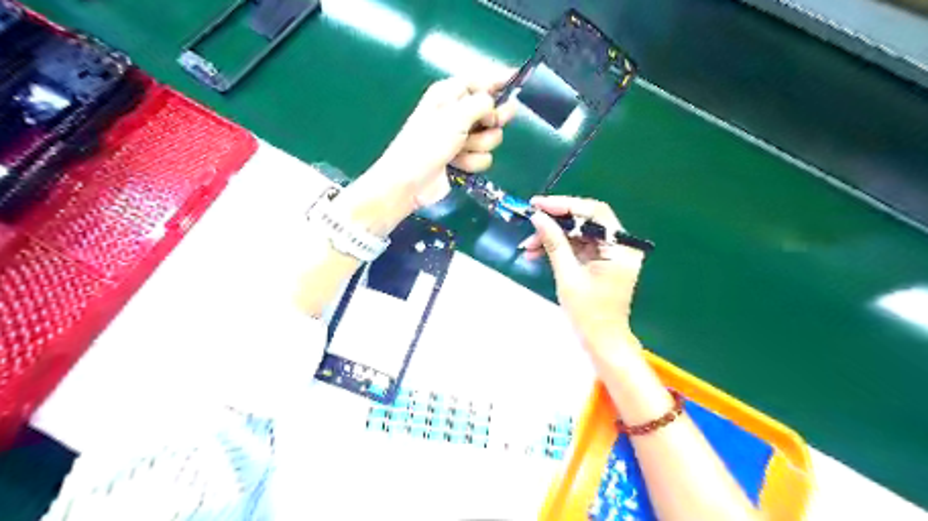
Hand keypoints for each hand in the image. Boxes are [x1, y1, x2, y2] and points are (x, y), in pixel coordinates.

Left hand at [361, 73, 519, 210]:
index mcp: (450, 94)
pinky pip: (484, 157)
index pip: (481, 80)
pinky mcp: (464, 158)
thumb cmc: (427, 144)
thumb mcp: (455, 116)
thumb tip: (495, 105)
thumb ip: (481, 104)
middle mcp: (457, 112)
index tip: (519, 79)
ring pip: (491, 137)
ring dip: (479, 146)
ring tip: (460, 150)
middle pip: (493, 110)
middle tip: (488, 124)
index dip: (500, 80)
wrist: (409, 183)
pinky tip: (457, 165)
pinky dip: (473, 162)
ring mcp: (461, 137)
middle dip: (492, 120)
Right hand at [521, 198, 645, 347]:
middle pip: (585, 221)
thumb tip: (537, 217)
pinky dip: (558, 248)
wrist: (601, 342)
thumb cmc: (588, 314)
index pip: (594, 213)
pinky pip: (578, 247)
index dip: (565, 205)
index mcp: (620, 248)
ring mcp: (610, 254)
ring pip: (578, 234)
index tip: (538, 205)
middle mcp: (619, 246)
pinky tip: (537, 253)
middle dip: (555, 222)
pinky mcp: (600, 262)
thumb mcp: (568, 276)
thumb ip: (554, 243)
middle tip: (530, 223)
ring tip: (528, 246)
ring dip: (552, 237)